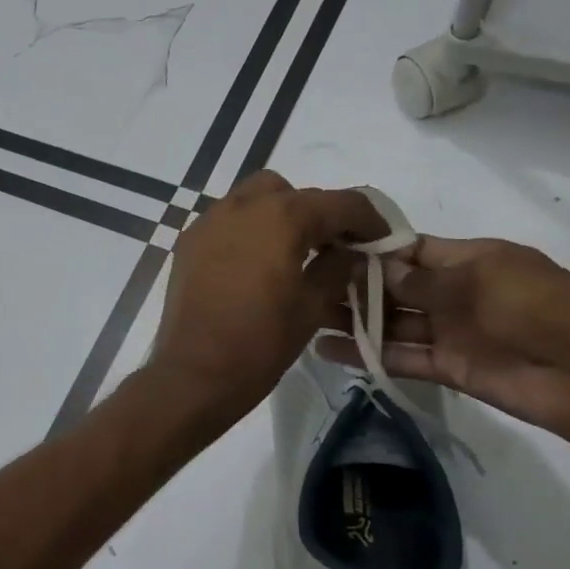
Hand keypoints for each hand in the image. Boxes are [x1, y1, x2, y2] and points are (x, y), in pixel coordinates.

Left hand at [147, 171, 386, 423]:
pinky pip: (228, 221)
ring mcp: (209, 221)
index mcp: (281, 216)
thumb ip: (339, 268)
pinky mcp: (188, 243)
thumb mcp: (313, 307)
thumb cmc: (260, 343)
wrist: (193, 375)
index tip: (381, 241)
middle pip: (293, 193)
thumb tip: (351, 251)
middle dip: (319, 214)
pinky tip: (256, 266)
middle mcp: (242, 206)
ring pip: (255, 200)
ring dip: (281, 217)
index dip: (369, 220)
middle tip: (334, 248)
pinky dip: (249, 231)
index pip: (340, 202)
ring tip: (294, 255)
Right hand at [317, 236, 569, 445]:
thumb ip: (422, 279)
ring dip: (355, 321)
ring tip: (307, 318)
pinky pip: (402, 357)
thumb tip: (375, 267)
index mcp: (469, 259)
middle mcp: (456, 293)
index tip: (329, 248)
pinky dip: (369, 355)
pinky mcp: (450, 368)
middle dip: (356, 286)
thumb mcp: (478, 279)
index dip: (372, 249)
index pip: (410, 249)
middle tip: (306, 285)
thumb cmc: (537, 306)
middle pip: (397, 287)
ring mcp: (452, 331)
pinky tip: (328, 350)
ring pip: (394, 323)